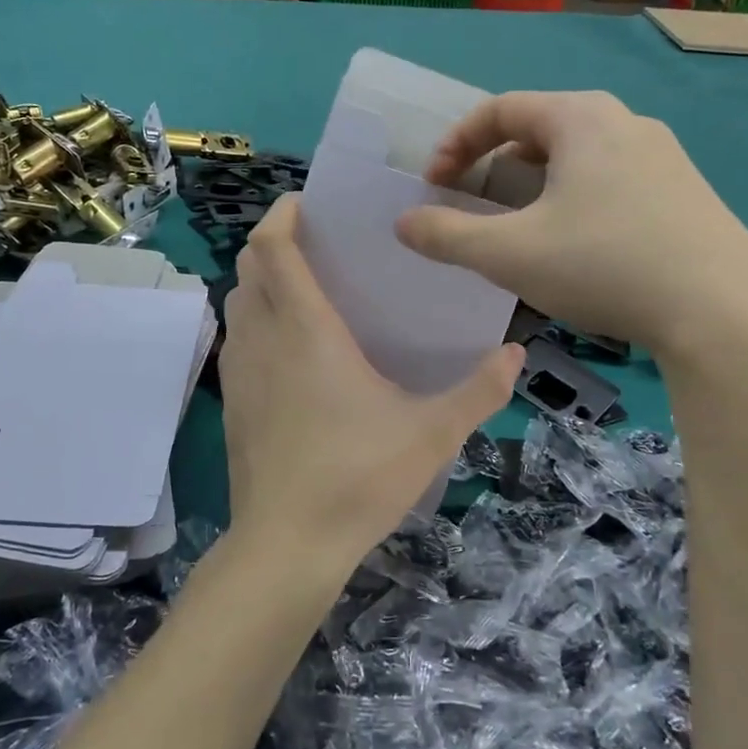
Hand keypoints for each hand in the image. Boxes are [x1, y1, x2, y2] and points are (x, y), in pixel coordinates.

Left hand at [219, 196, 522, 573]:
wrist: (287, 545)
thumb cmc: (358, 477)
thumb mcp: (432, 433)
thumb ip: (479, 391)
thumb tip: (516, 354)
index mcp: (307, 330)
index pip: (273, 248)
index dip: (281, 215)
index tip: (306, 203)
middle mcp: (264, 338)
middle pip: (248, 266)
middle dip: (274, 242)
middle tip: (317, 244)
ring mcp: (240, 371)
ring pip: (238, 302)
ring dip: (261, 281)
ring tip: (305, 288)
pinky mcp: (232, 401)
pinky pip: (237, 338)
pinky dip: (255, 320)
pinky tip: (290, 347)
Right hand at [396, 92, 747, 367]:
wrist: (725, 314)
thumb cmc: (605, 265)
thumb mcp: (509, 253)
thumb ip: (446, 235)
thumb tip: (403, 223)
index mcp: (581, 119)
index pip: (499, 109)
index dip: (455, 143)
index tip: (433, 184)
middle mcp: (625, 123)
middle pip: (539, 129)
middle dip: (494, 163)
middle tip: (474, 203)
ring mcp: (664, 156)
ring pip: (578, 156)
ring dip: (535, 184)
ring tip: (520, 226)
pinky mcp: (686, 192)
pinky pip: (612, 179)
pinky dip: (575, 199)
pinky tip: (578, 246)